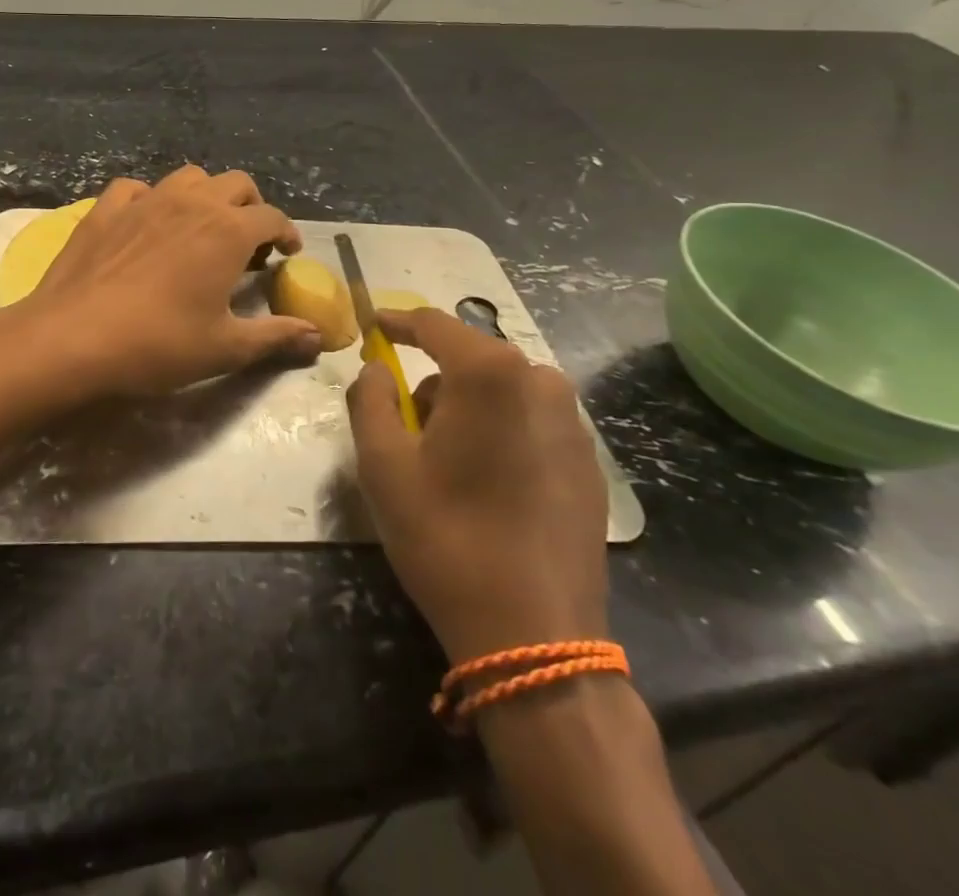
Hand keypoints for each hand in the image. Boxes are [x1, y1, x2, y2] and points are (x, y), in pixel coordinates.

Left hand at [10, 166, 321, 400]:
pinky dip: (150, 199)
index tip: (287, 253)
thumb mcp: (225, 348)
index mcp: (227, 231)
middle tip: (248, 242)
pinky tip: (146, 222)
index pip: (272, 217)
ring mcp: (145, 200)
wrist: (73, 338)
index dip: (287, 233)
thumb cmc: (158, 344)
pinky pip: (136, 188)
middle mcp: (191, 203)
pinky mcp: (106, 208)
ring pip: (188, 177)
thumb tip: (318, 336)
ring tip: (200, 228)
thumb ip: (276, 337)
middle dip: (251, 207)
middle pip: (236, 184)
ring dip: (204, 195)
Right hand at [346, 308, 607, 662]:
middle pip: (470, 359)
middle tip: (405, 426)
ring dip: (467, 408)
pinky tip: (487, 483)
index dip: (397, 323)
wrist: (535, 634)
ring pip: (502, 391)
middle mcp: (541, 382)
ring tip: (445, 462)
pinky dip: (500, 432)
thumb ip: (370, 398)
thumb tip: (378, 368)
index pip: (434, 324)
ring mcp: (574, 423)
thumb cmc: (446, 536)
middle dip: (432, 380)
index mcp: (490, 373)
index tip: (373, 328)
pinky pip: (530, 423)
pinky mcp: (589, 463)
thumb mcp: (382, 465)